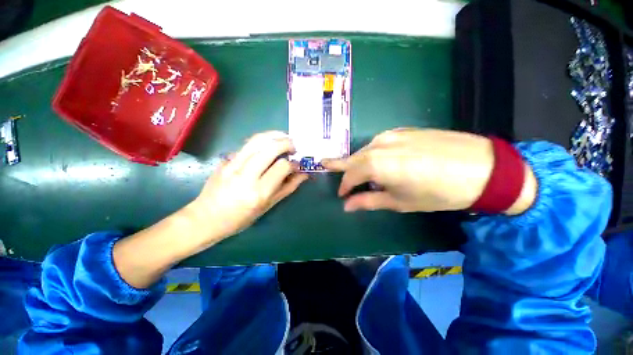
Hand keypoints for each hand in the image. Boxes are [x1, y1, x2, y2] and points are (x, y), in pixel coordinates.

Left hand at [188, 131, 307, 244]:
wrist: (206, 218)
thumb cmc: (241, 218)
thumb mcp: (268, 206)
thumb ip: (287, 188)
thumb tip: (303, 174)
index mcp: (259, 192)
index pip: (282, 167)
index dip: (293, 163)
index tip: (297, 165)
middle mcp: (246, 175)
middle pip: (270, 148)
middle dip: (286, 143)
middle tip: (294, 146)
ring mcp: (233, 165)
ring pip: (256, 141)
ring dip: (274, 135)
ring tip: (283, 137)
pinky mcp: (225, 160)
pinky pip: (246, 144)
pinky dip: (261, 140)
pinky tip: (267, 143)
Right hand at [322, 128, 535, 213]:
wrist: (482, 167)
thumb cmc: (437, 192)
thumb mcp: (399, 201)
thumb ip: (368, 201)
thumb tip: (347, 205)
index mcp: (375, 164)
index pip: (349, 176)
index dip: (344, 186)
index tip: (342, 195)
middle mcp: (378, 145)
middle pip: (353, 159)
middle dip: (341, 167)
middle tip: (327, 167)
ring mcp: (391, 135)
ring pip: (365, 150)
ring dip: (358, 161)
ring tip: (357, 172)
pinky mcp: (403, 130)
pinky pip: (379, 143)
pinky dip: (372, 154)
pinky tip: (378, 161)